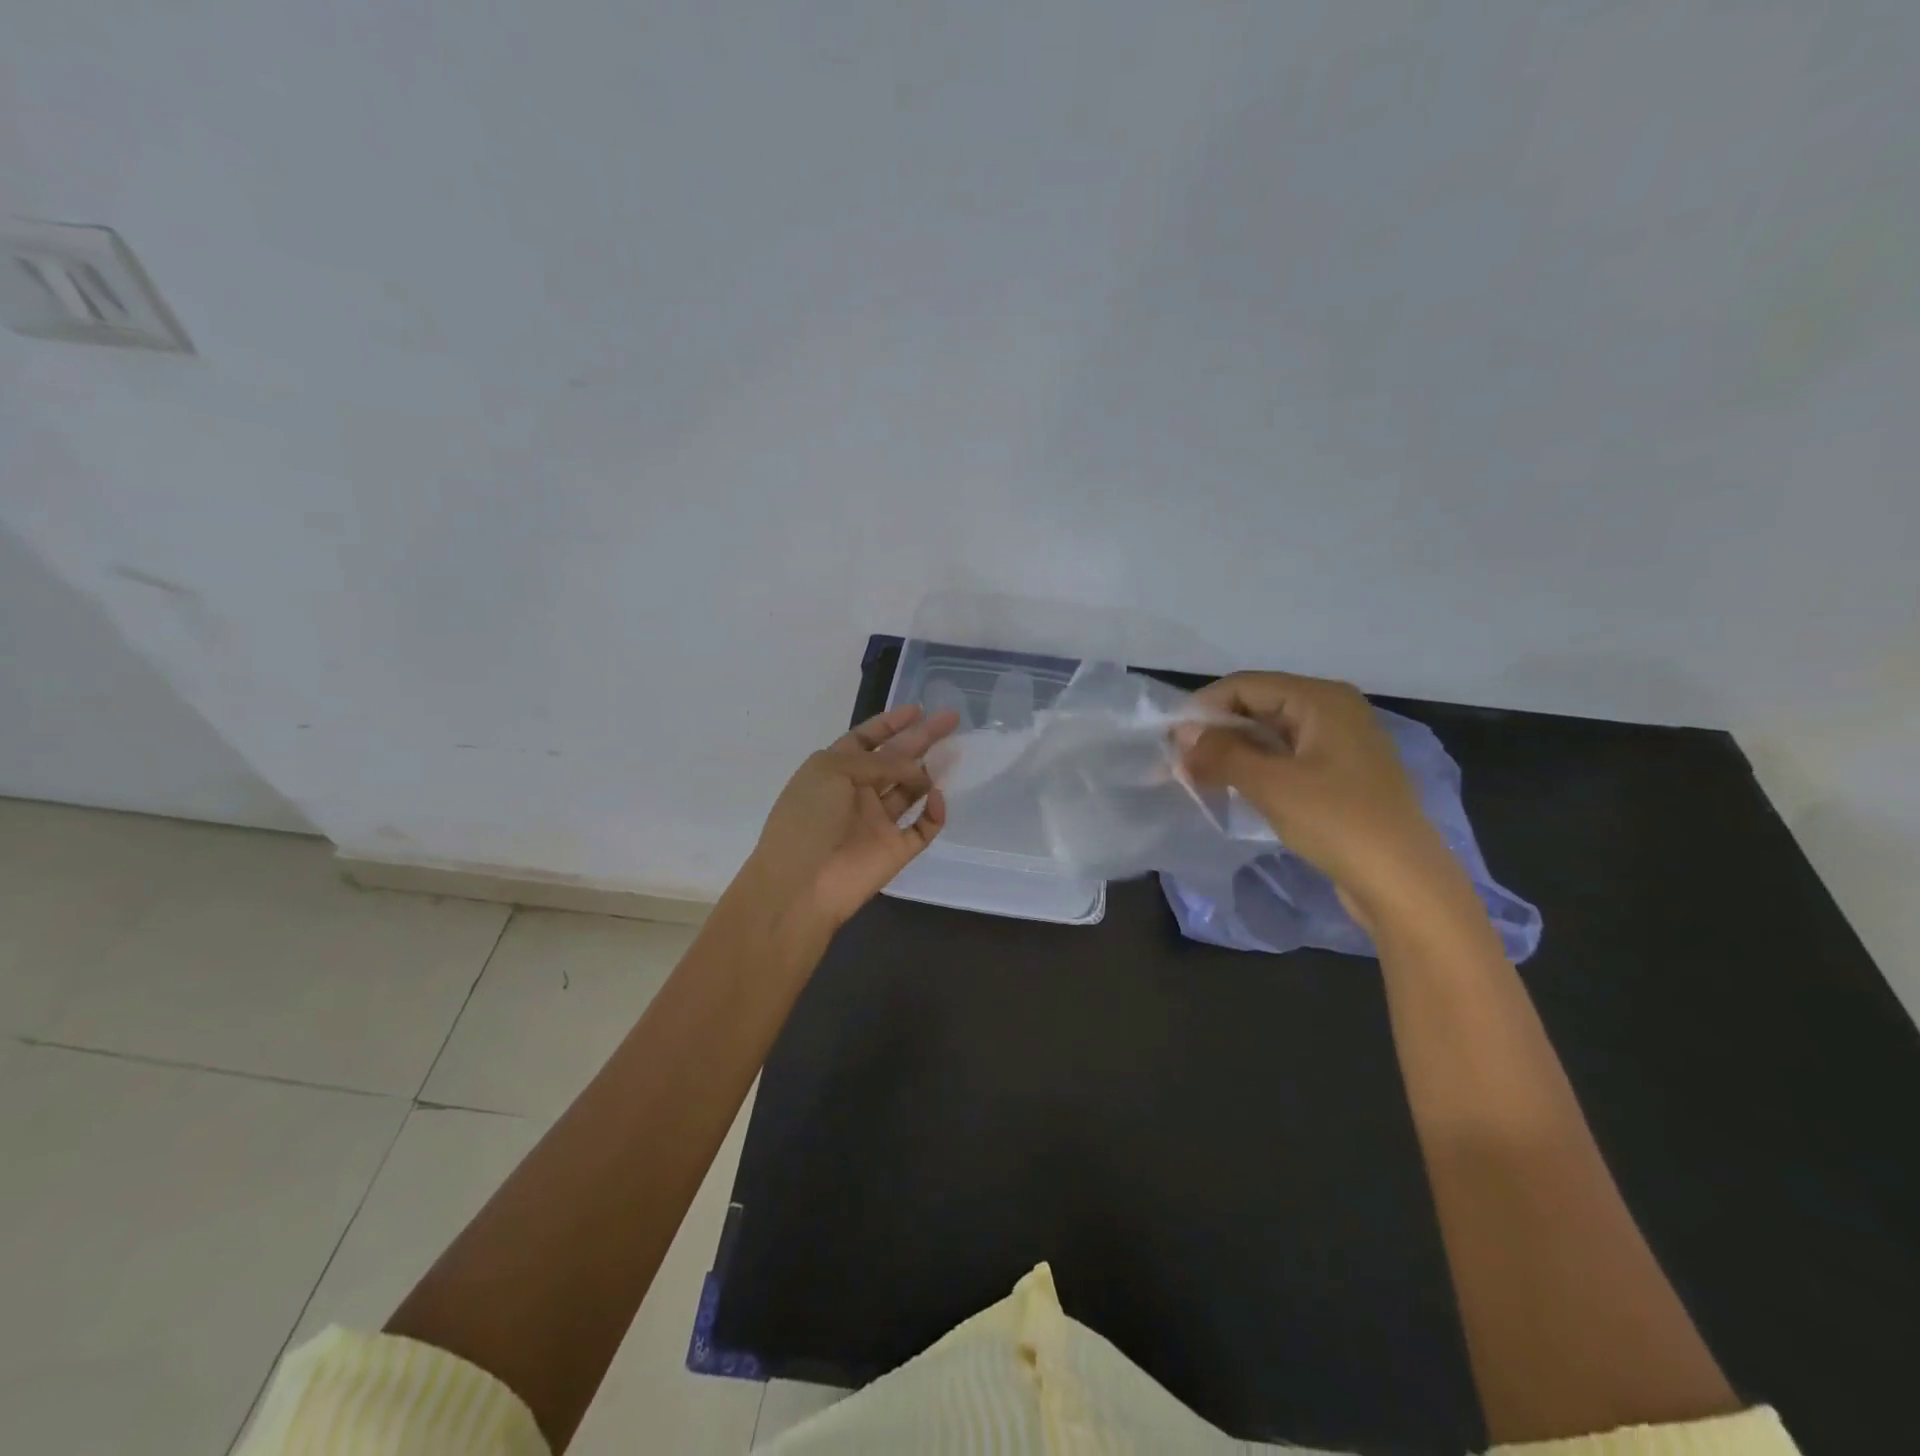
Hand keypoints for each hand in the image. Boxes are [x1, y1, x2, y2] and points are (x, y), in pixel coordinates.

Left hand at [747, 704, 959, 932]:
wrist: (801, 885)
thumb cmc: (808, 819)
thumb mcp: (833, 771)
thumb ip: (878, 761)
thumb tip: (916, 769)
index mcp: (835, 771)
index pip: (866, 740)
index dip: (890, 724)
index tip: (917, 709)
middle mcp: (858, 793)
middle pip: (895, 760)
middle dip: (920, 738)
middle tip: (950, 719)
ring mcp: (878, 822)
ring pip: (911, 790)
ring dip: (929, 771)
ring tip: (953, 751)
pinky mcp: (896, 850)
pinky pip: (923, 827)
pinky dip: (934, 813)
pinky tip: (936, 798)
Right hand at [1179, 671, 1460, 925]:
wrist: (1404, 883)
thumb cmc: (1337, 822)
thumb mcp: (1270, 784)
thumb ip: (1221, 753)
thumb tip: (1182, 735)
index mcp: (1321, 699)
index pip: (1246, 686)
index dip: (1203, 708)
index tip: (1170, 740)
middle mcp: (1333, 710)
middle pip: (1258, 706)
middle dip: (1216, 732)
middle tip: (1179, 763)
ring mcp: (1340, 744)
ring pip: (1270, 734)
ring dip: (1232, 752)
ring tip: (1198, 777)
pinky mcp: (1340, 775)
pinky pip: (1287, 758)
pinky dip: (1256, 768)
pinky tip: (1232, 788)